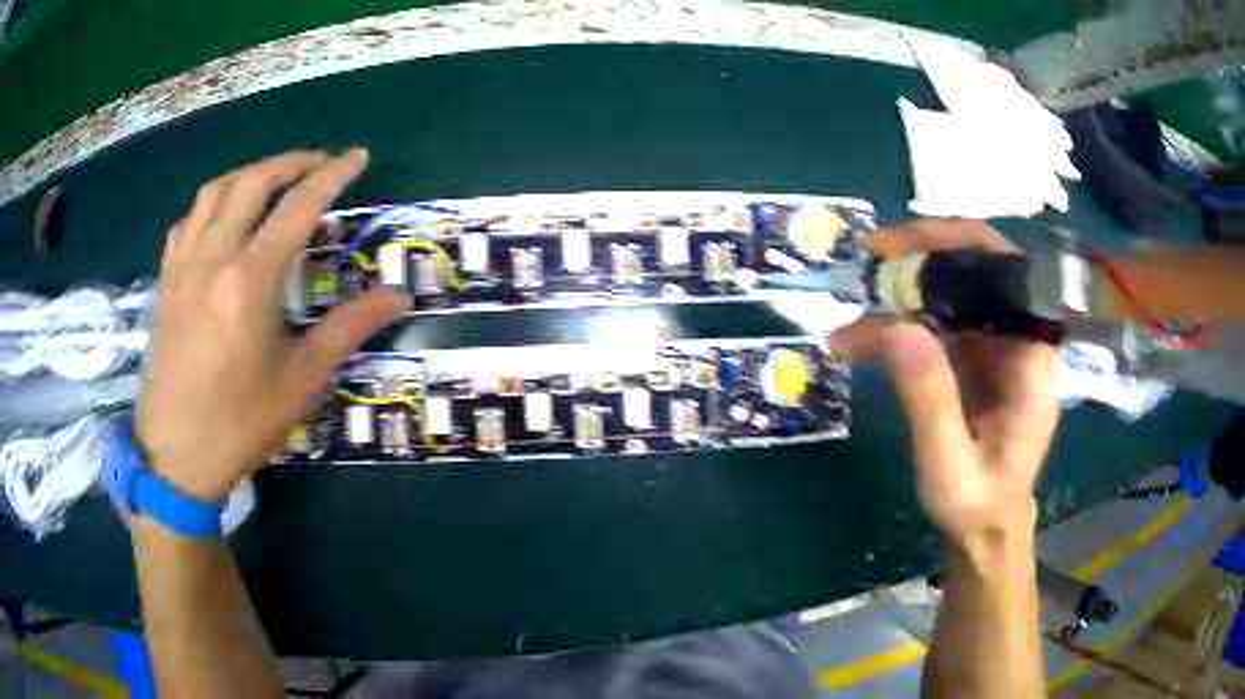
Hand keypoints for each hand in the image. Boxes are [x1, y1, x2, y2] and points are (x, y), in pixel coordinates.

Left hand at [135, 149, 409, 500]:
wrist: (176, 455)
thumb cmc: (240, 424)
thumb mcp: (301, 381)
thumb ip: (347, 329)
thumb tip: (398, 297)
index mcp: (249, 282)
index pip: (297, 207)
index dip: (332, 176)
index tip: (357, 158)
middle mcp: (214, 258)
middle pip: (253, 183)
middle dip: (291, 162)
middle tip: (319, 162)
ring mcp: (184, 267)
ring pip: (215, 191)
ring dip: (250, 173)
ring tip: (274, 177)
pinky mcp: (167, 281)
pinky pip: (188, 221)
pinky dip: (212, 203)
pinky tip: (223, 215)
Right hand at [829, 219, 1057, 540]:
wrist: (986, 532)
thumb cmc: (976, 508)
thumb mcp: (949, 468)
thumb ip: (930, 400)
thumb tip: (897, 325)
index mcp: (1029, 360)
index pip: (1006, 271)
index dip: (957, 242)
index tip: (902, 246)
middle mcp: (1017, 341)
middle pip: (976, 271)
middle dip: (921, 259)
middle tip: (867, 263)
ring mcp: (994, 349)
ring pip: (952, 295)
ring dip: (902, 295)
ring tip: (853, 316)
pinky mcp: (973, 361)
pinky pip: (938, 325)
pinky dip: (899, 325)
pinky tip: (864, 340)